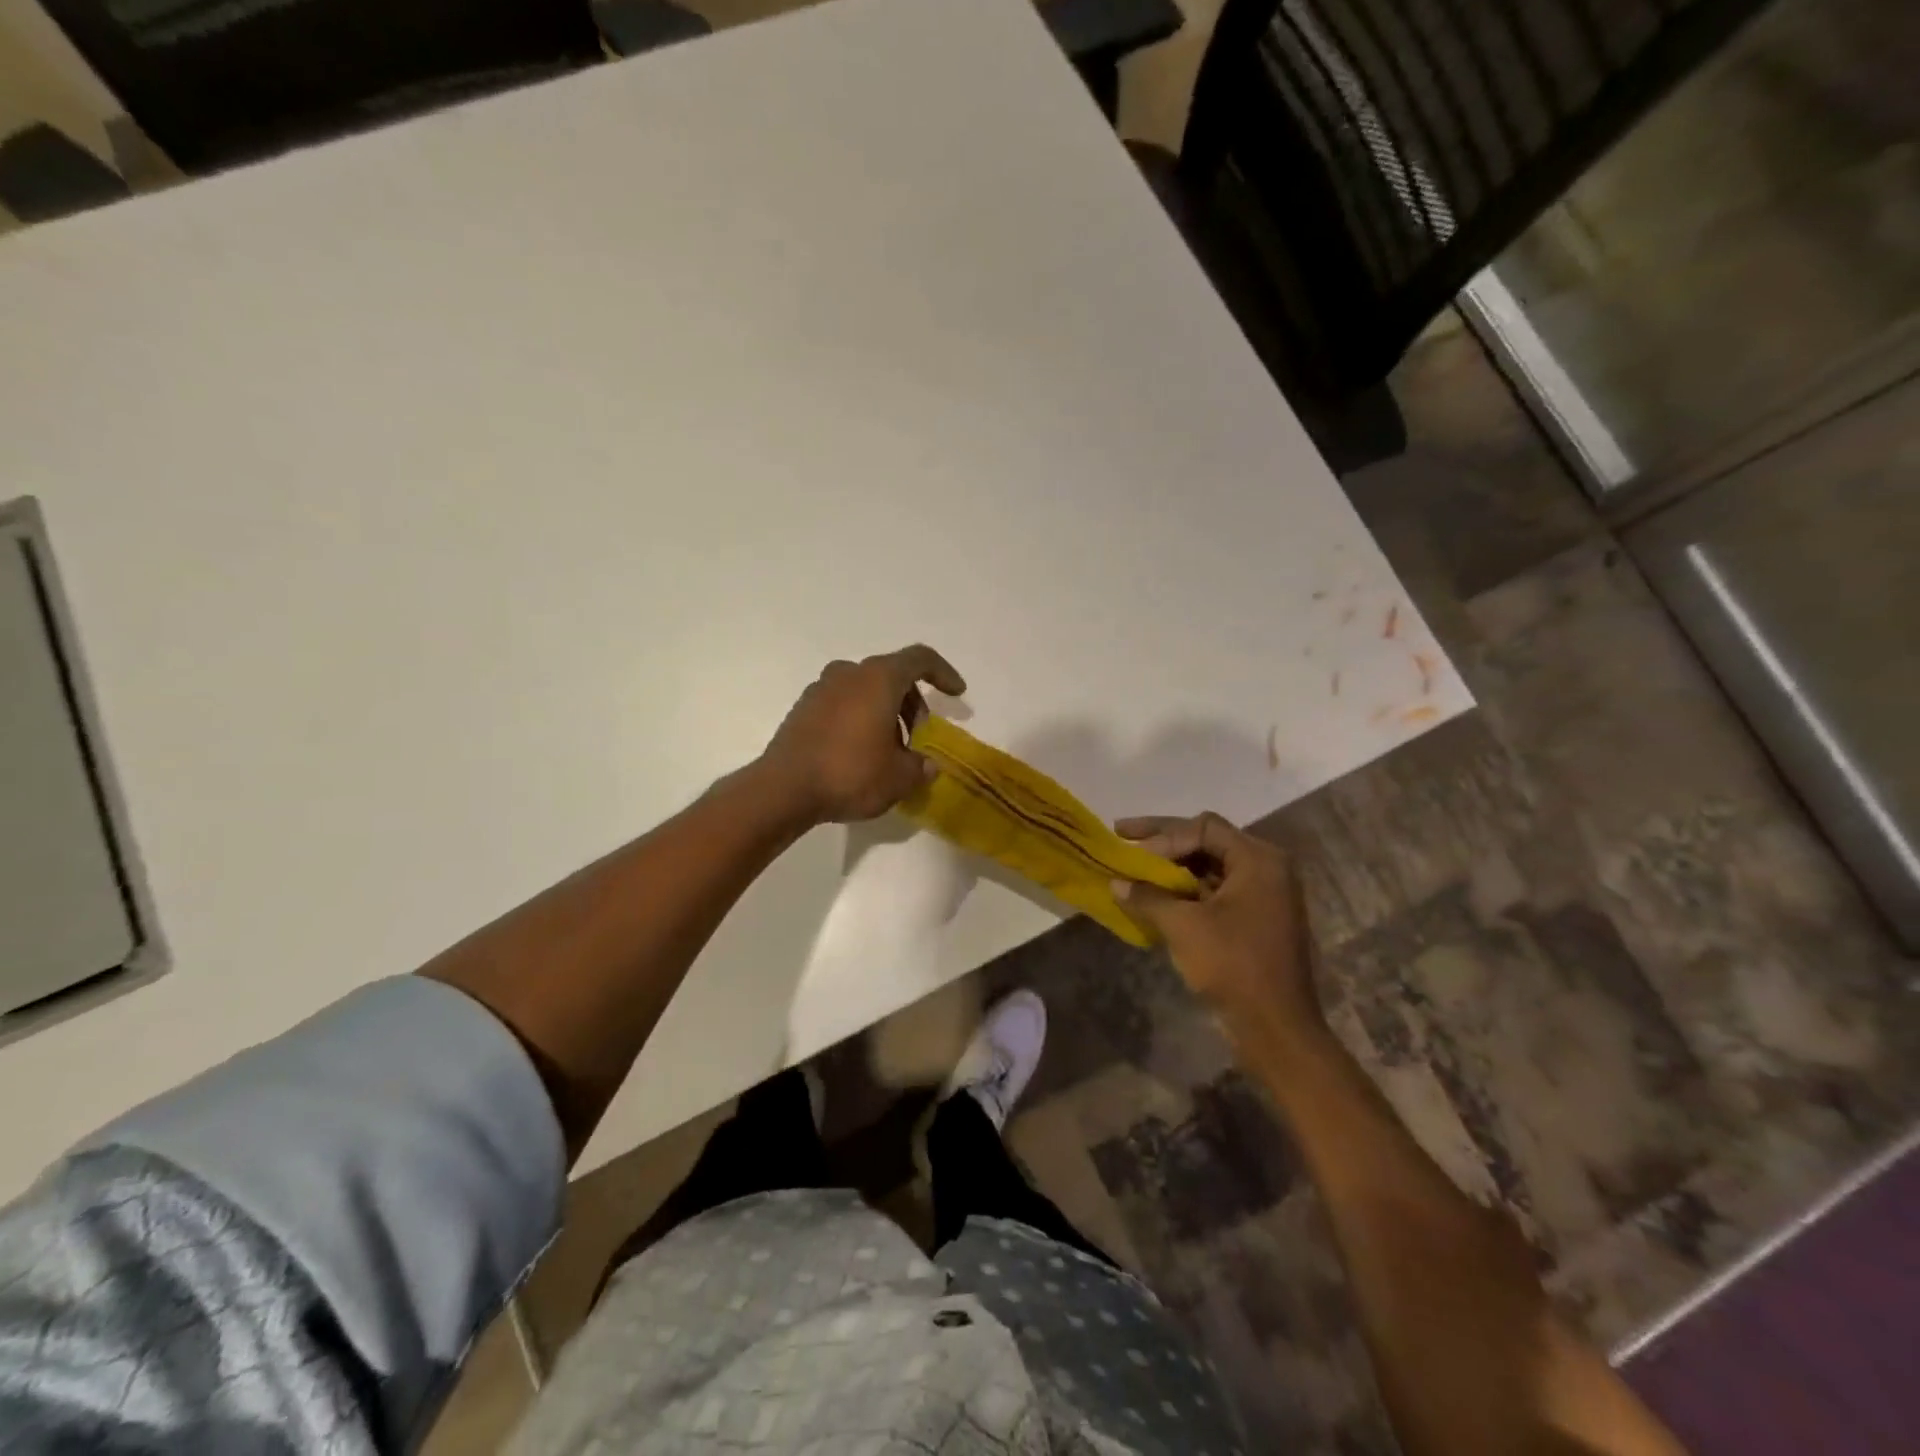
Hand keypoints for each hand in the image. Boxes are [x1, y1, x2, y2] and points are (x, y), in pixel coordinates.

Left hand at [761, 645, 966, 824]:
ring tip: (891, 750)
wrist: (784, 789)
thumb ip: (920, 767)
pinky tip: (861, 752)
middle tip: (920, 735)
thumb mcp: (899, 777)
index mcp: (878, 678)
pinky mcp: (802, 709)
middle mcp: (849, 673)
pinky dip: (859, 718)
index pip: (920, 659)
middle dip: (912, 702)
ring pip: (865, 690)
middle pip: (891, 675)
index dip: (943, 673)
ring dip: (885, 712)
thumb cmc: (850, 773)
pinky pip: (842, 704)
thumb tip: (927, 765)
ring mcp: (820, 689)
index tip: (957, 694)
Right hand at [1114, 813, 1324, 1048]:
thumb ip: (1148, 897)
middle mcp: (1266, 868)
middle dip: (1164, 842)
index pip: (1203, 827)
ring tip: (1135, 869)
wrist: (1276, 1029)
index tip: (1132, 850)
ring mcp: (1264, 895)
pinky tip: (1156, 896)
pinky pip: (1216, 891)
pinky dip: (1186, 890)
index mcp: (1258, 860)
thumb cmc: (1233, 966)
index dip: (1163, 835)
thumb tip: (1115, 883)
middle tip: (1124, 837)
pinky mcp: (1256, 919)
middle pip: (1208, 841)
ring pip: (1210, 866)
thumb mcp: (1183, 926)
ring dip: (1173, 867)